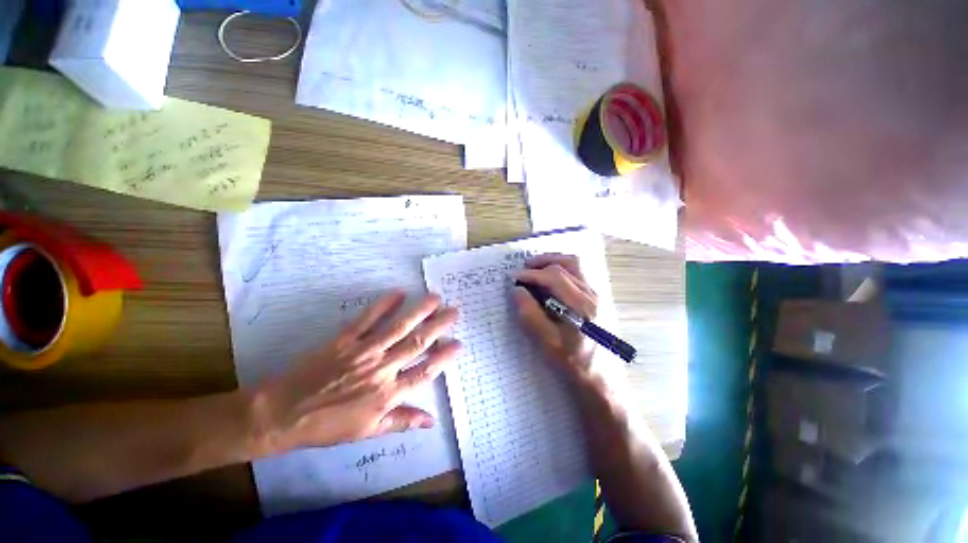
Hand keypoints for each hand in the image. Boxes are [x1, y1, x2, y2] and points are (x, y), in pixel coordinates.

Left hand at [251, 291, 459, 454]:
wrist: (283, 414)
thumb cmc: (328, 426)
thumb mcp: (367, 431)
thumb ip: (402, 421)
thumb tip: (432, 421)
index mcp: (387, 395)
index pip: (424, 373)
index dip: (444, 358)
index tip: (459, 344)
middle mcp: (381, 370)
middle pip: (417, 344)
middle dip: (438, 326)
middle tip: (454, 311)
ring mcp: (363, 352)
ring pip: (398, 328)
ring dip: (419, 312)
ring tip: (435, 298)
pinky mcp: (345, 340)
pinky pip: (367, 320)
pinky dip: (383, 306)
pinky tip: (398, 293)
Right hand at [513, 254, 597, 379]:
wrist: (601, 380)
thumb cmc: (574, 363)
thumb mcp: (547, 343)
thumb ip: (531, 315)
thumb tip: (517, 291)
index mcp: (582, 306)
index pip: (555, 277)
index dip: (532, 274)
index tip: (515, 277)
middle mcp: (593, 295)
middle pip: (569, 263)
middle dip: (544, 261)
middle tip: (525, 267)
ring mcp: (598, 296)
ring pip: (576, 267)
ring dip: (554, 263)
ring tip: (537, 269)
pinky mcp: (597, 300)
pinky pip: (579, 275)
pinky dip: (562, 270)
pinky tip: (551, 281)